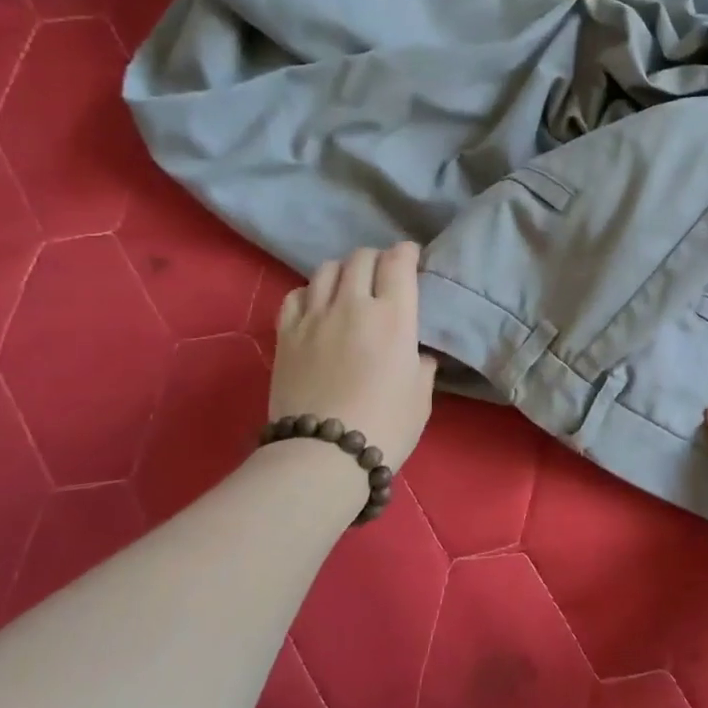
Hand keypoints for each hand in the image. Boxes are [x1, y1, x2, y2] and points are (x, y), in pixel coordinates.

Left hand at [271, 243, 437, 470]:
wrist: (323, 454)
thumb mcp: (421, 396)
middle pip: (361, 258)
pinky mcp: (286, 333)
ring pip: (327, 269)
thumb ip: (420, 364)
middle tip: (383, 274)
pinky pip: (297, 294)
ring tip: (349, 286)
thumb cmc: (386, 426)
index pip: (398, 262)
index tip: (411, 257)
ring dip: (343, 271)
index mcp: (393, 316)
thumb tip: (415, 354)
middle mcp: (353, 304)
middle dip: (377, 259)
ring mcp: (314, 316)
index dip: (406, 253)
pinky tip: (317, 305)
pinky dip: (311, 291)